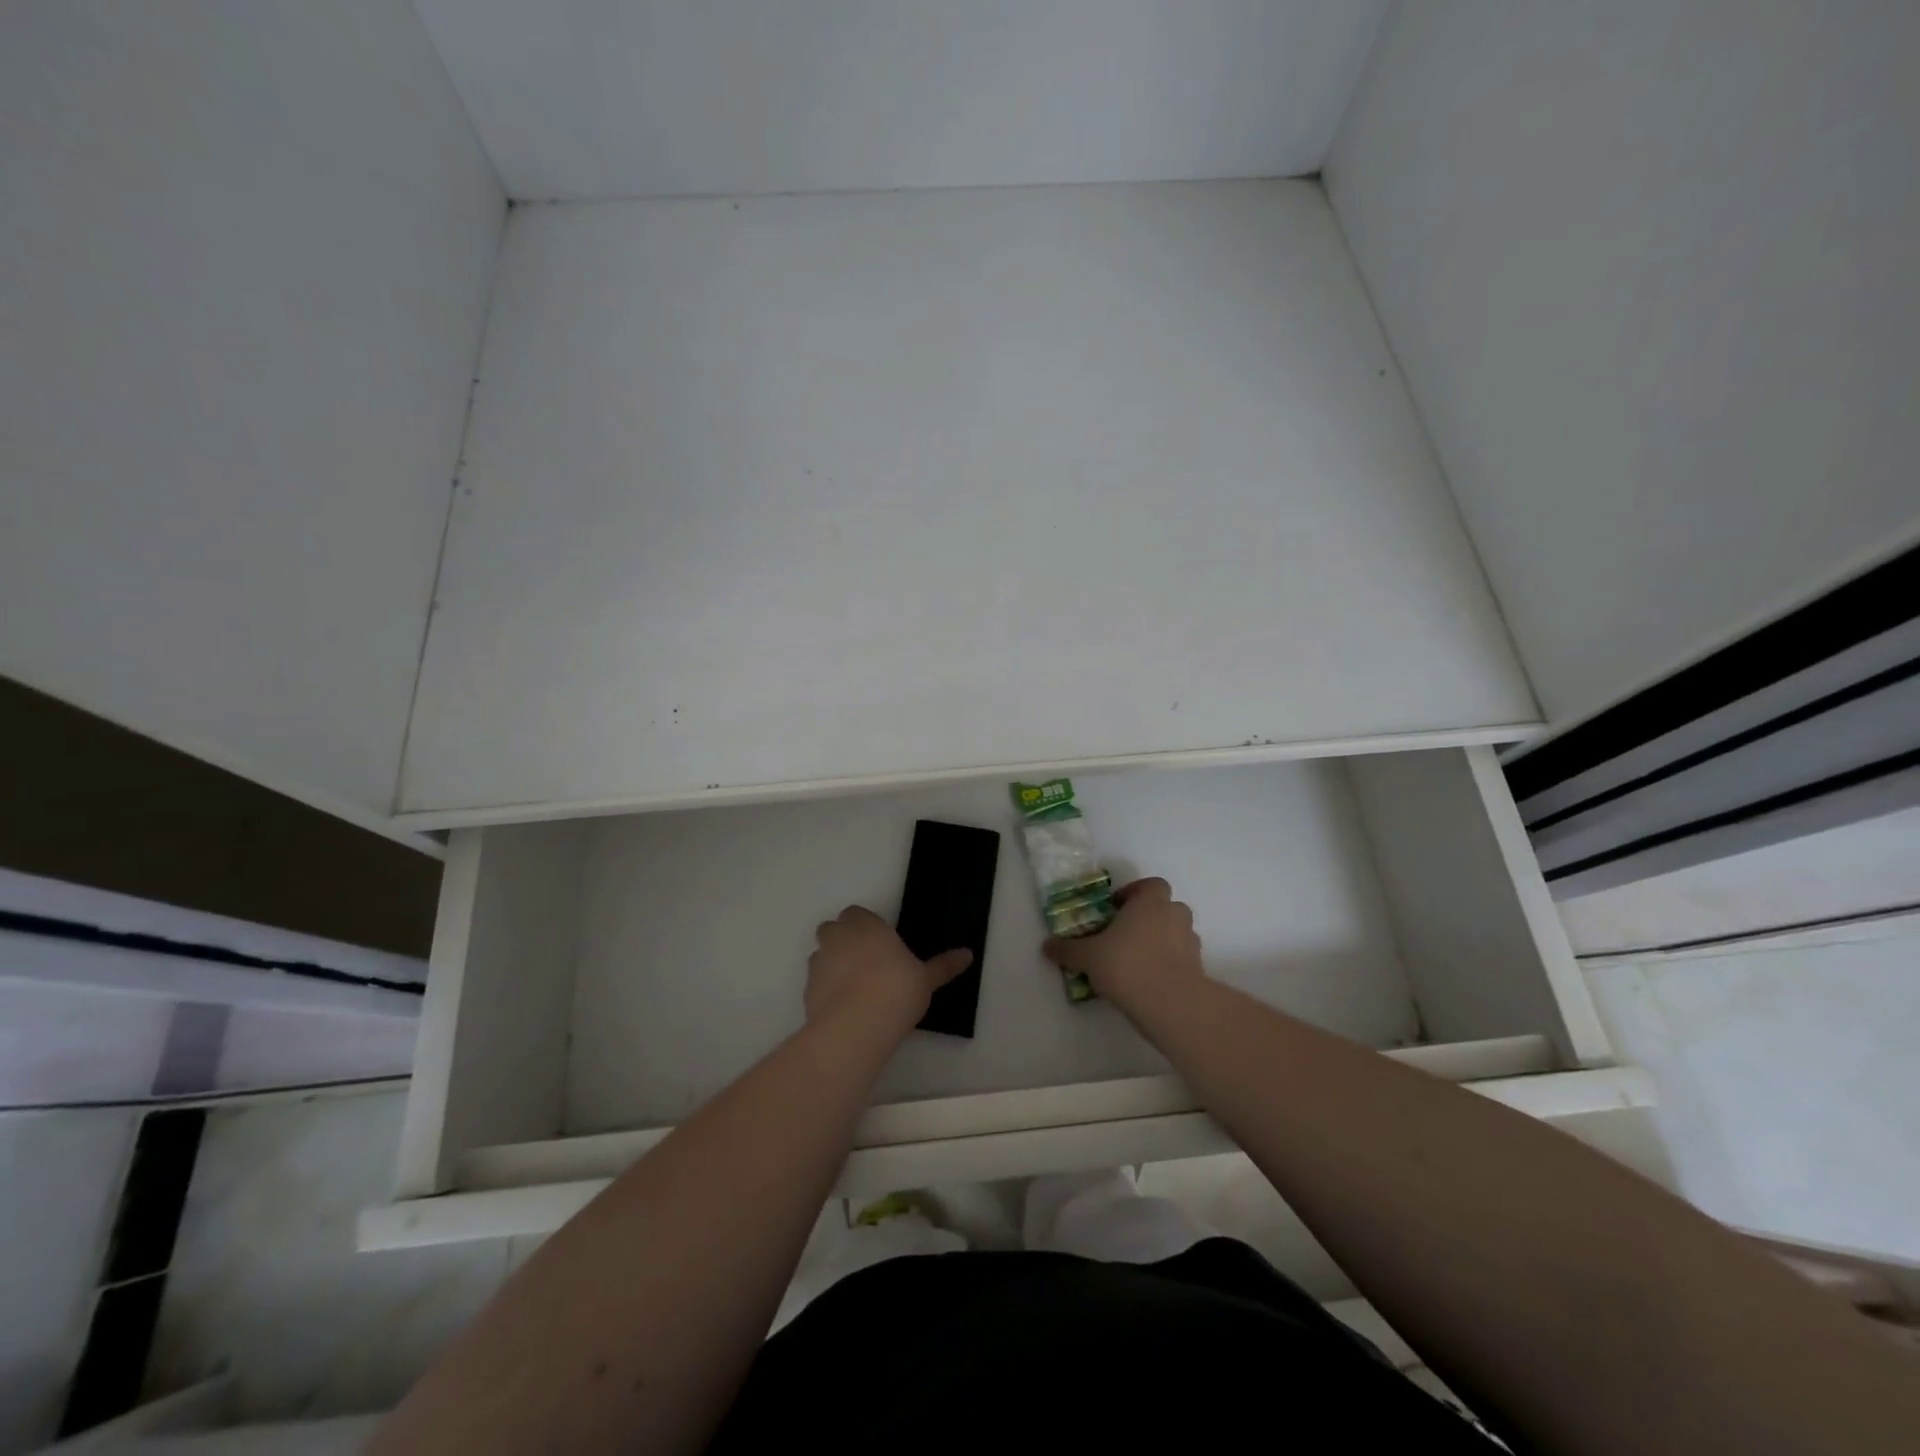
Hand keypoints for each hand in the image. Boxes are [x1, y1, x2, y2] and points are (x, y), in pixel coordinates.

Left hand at [806, 906, 971, 1038]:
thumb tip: (968, 954)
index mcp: (866, 926)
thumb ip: (944, 966)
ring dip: (831, 962)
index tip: (879, 943)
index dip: (865, 926)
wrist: (857, 1026)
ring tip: (852, 986)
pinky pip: (815, 981)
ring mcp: (819, 962)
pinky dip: (824, 988)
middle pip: (832, 928)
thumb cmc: (897, 991)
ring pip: (820, 954)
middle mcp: (839, 937)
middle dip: (842, 938)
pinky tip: (842, 1006)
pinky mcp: (807, 989)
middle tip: (863, 961)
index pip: (856, 913)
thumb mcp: (926, 979)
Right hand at [1043, 877, 1201, 1014]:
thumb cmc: (1127, 965)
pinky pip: (1182, 958)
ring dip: (1162, 940)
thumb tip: (1047, 946)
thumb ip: (1068, 949)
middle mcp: (1174, 915)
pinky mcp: (1198, 968)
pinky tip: (1150, 980)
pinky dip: (1170, 963)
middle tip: (1126, 934)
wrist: (1170, 1004)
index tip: (1117, 908)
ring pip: (1176, 932)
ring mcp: (1190, 942)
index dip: (1136, 893)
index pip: (1151, 885)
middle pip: (1166, 907)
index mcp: (1150, 902)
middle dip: (1149, 917)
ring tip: (1137, 960)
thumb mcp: (1088, 956)